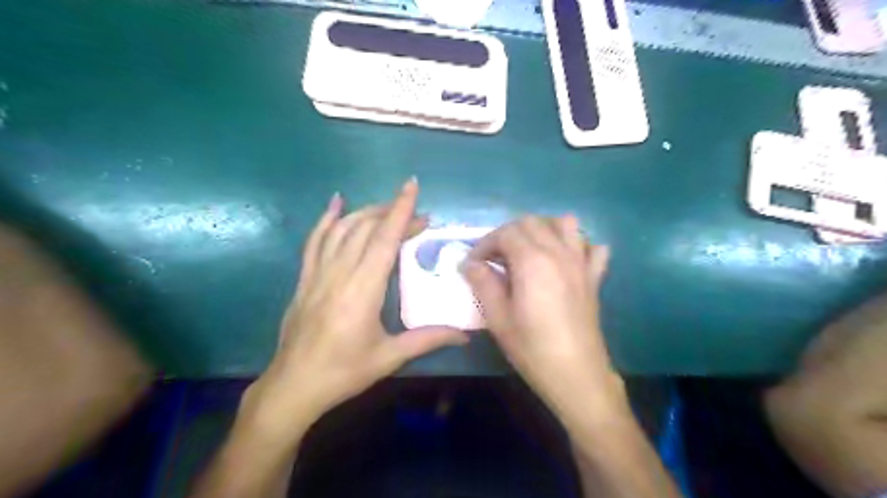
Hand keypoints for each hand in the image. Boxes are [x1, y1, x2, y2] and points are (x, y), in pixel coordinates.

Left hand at [240, 181, 465, 437]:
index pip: (384, 239)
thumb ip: (428, 339)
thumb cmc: (344, 372)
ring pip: (342, 229)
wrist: (294, 386)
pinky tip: (336, 203)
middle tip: (419, 217)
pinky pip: (314, 241)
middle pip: (366, 229)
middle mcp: (339, 273)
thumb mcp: (389, 357)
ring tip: (388, 209)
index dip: (400, 211)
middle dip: (393, 213)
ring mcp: (317, 273)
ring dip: (367, 213)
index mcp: (362, 290)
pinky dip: (326, 219)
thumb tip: (465, 334)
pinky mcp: (304, 278)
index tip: (412, 187)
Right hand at [461, 217, 626, 413]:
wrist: (576, 374)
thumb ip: (483, 283)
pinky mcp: (594, 277)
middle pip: (531, 222)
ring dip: (543, 229)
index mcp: (532, 261)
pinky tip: (565, 261)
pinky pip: (592, 248)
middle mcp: (558, 253)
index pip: (505, 233)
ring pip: (564, 224)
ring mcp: (580, 263)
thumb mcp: (498, 318)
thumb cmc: (532, 348)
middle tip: (495, 257)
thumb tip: (469, 264)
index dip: (484, 243)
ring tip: (528, 249)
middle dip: (508, 233)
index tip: (473, 263)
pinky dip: (578, 245)